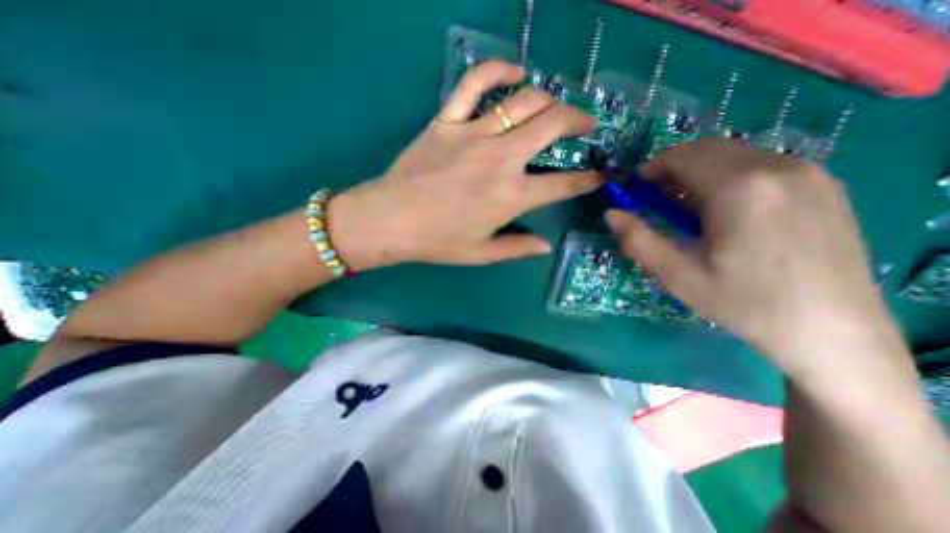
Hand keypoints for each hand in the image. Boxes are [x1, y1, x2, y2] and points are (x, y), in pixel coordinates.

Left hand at [325, 61, 590, 269]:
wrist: (390, 220)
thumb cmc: (437, 241)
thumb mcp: (481, 253)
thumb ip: (517, 247)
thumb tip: (545, 246)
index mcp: (511, 197)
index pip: (562, 185)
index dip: (587, 180)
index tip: (600, 173)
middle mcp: (501, 160)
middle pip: (552, 126)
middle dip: (578, 120)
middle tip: (586, 124)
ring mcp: (474, 134)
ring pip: (524, 101)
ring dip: (549, 99)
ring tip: (557, 105)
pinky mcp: (447, 121)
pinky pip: (474, 83)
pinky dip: (498, 70)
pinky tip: (516, 71)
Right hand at [609, 138, 903, 379]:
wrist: (832, 332)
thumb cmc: (743, 303)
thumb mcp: (676, 275)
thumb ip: (637, 240)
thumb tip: (611, 214)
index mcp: (739, 188)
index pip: (682, 157)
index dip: (651, 170)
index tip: (635, 190)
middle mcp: (777, 167)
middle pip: (707, 150)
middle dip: (672, 169)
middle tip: (656, 201)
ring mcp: (808, 173)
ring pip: (734, 155)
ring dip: (700, 173)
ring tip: (687, 210)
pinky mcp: (823, 186)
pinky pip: (760, 166)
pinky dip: (728, 178)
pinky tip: (725, 212)